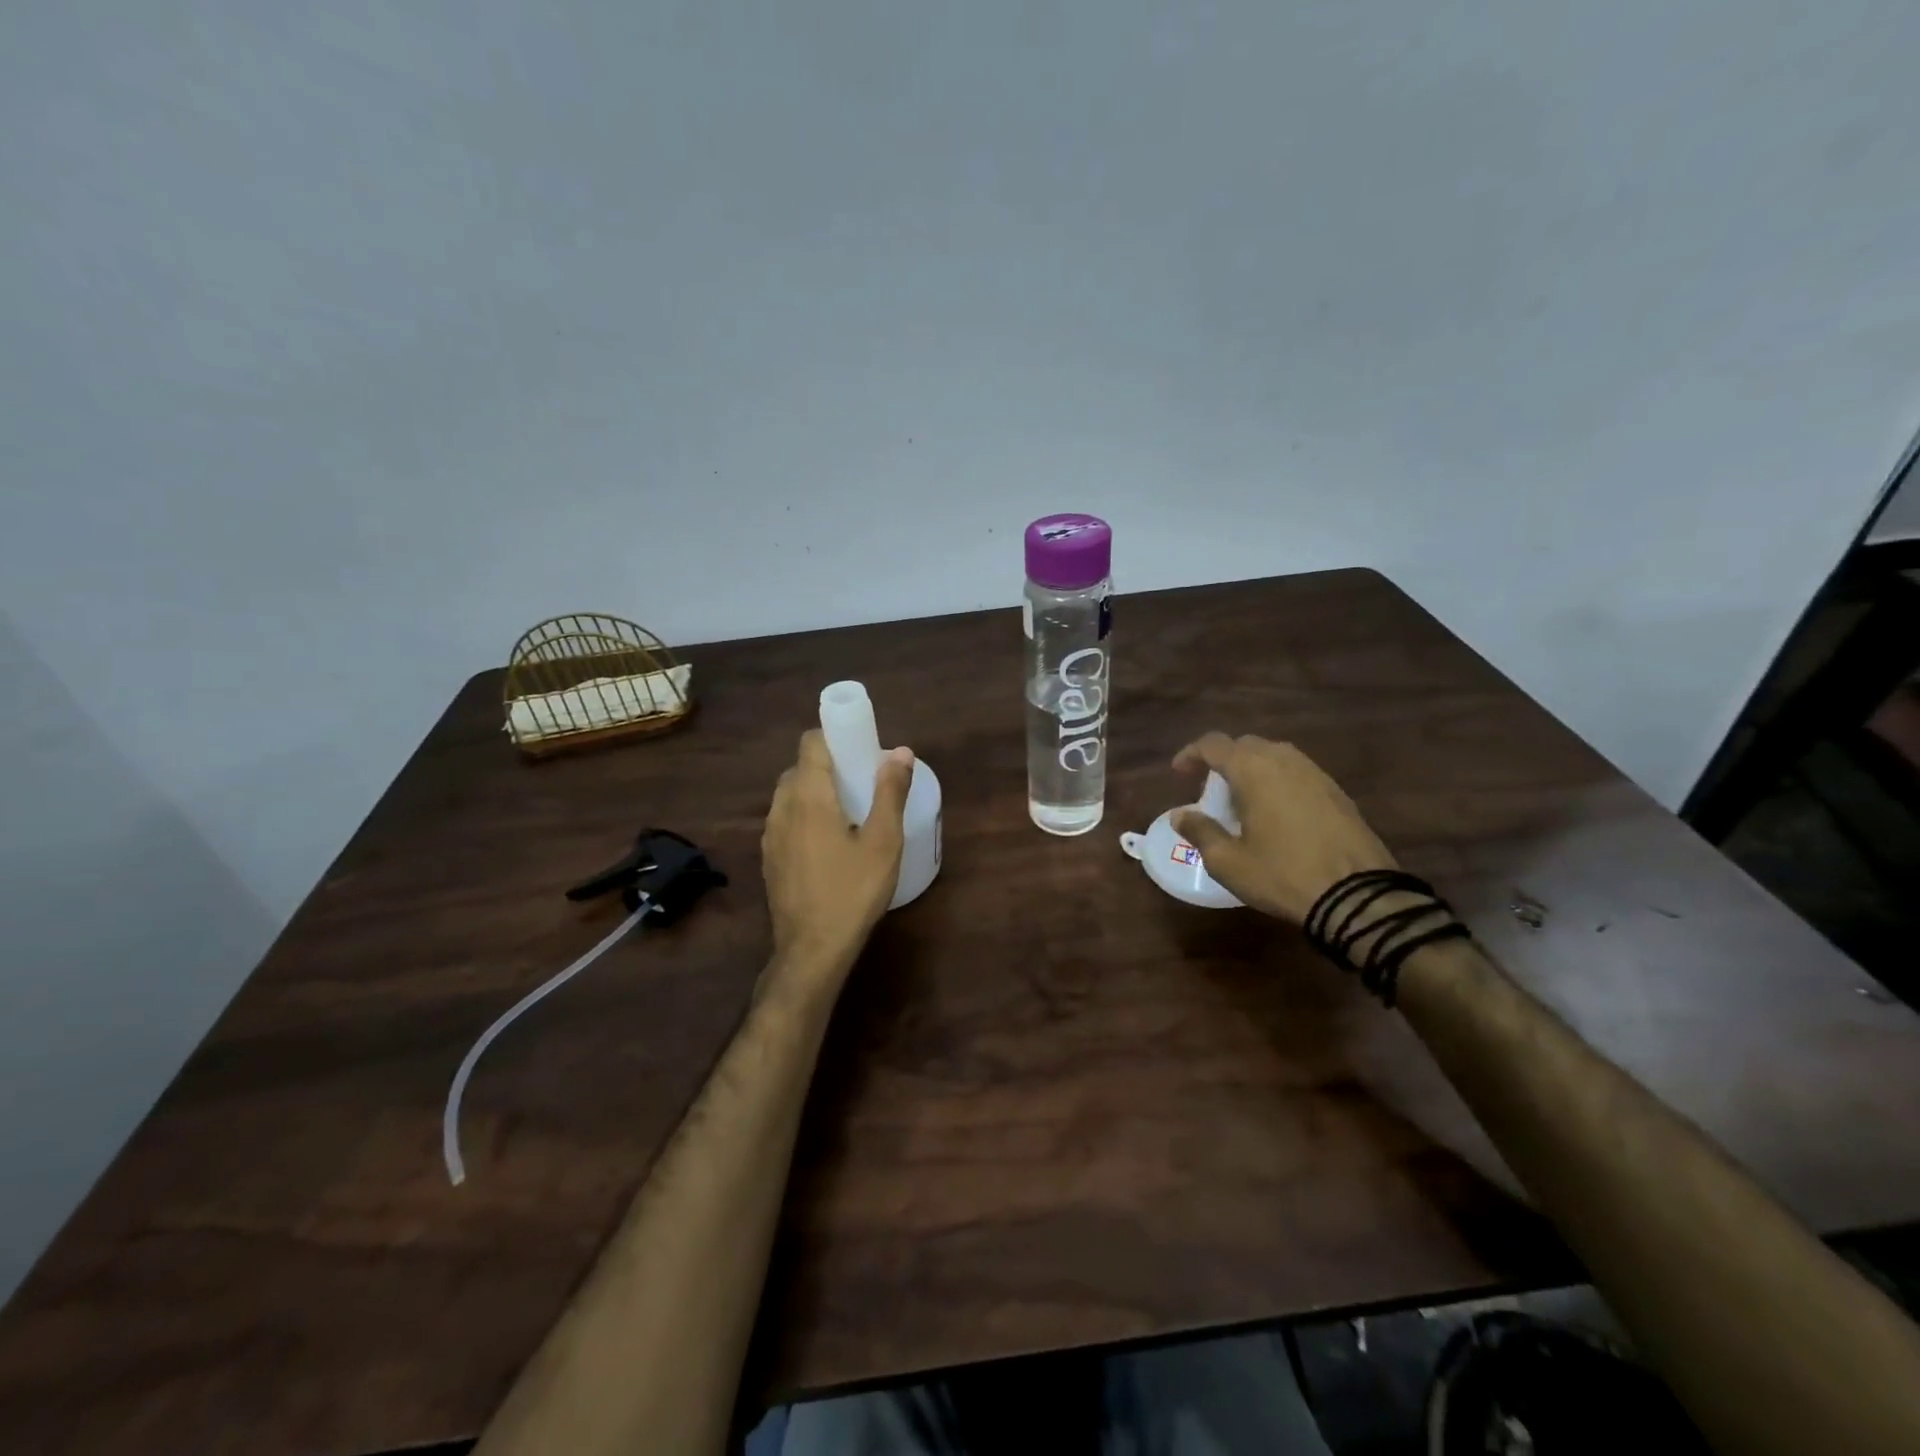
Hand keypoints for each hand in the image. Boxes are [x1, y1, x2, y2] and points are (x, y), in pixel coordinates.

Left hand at [762, 730, 913, 986]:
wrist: (812, 949)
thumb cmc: (853, 891)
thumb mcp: (883, 841)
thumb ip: (890, 792)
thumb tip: (900, 752)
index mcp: (808, 796)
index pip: (811, 743)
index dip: (835, 736)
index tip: (862, 748)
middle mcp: (782, 807)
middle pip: (801, 767)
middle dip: (830, 764)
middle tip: (863, 781)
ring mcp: (771, 834)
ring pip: (791, 794)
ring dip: (816, 791)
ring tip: (849, 811)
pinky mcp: (770, 857)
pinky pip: (786, 819)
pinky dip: (806, 815)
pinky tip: (830, 842)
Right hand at [1171, 732, 1396, 924]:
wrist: (1358, 895)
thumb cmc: (1282, 874)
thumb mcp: (1228, 861)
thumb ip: (1200, 831)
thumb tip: (1180, 815)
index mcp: (1253, 769)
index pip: (1213, 744)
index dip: (1191, 754)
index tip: (1179, 773)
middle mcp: (1284, 760)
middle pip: (1245, 745)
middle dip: (1223, 760)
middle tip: (1211, 791)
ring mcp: (1316, 773)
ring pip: (1275, 756)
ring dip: (1253, 770)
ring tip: (1243, 801)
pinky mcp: (1338, 792)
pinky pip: (1297, 773)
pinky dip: (1278, 782)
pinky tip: (1276, 814)